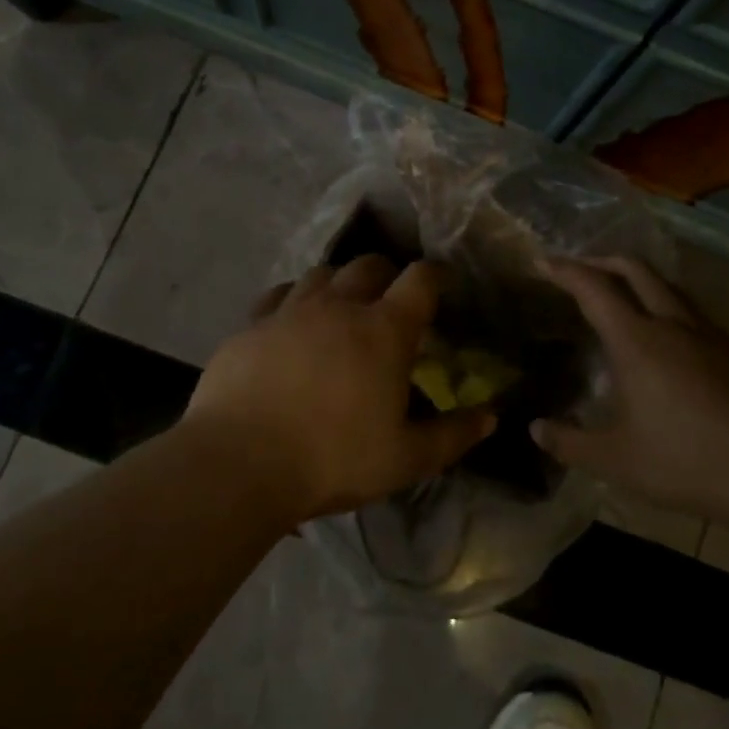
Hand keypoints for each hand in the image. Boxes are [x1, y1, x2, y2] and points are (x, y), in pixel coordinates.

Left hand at [185, 255, 495, 520]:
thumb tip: (489, 416)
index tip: (441, 283)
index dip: (435, 275)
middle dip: (387, 274)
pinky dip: (293, 299)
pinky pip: (278, 294)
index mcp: (384, 330)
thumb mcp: (405, 459)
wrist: (239, 464)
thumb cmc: (333, 460)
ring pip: (322, 274)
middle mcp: (339, 306)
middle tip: (390, 299)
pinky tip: (291, 321)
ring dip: (339, 283)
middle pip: (369, 265)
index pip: (420, 280)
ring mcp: (290, 311)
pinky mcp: (250, 325)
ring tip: (341, 307)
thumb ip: (452, 435)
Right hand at [533, 257, 728, 525]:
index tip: (543, 260)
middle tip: (579, 269)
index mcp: (636, 341)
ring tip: (620, 294)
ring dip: (637, 278)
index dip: (565, 270)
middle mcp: (671, 323)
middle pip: (635, 269)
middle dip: (602, 261)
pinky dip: (664, 302)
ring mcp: (708, 333)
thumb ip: (570, 442)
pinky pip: (689, 308)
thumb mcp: (616, 460)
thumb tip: (536, 429)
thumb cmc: (685, 461)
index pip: (593, 288)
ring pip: (667, 285)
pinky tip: (665, 333)